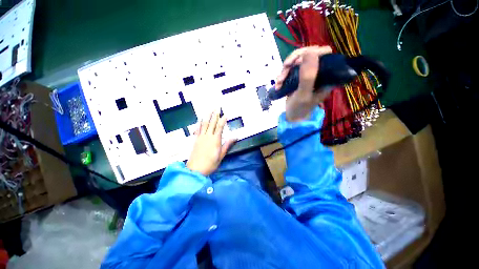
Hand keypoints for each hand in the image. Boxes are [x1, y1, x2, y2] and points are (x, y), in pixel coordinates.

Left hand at [186, 111, 236, 175]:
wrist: (196, 170)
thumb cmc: (211, 164)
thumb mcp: (221, 155)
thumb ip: (227, 145)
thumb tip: (235, 137)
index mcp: (215, 140)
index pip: (220, 127)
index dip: (223, 120)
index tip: (225, 114)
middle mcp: (208, 136)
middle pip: (212, 123)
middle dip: (215, 115)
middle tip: (217, 107)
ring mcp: (201, 137)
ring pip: (204, 124)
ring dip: (207, 116)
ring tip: (209, 110)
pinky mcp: (196, 140)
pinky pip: (198, 129)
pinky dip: (199, 123)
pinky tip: (200, 119)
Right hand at [275, 46, 332, 121]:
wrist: (292, 117)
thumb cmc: (300, 109)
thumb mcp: (304, 94)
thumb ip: (308, 76)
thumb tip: (309, 52)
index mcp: (327, 75)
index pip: (324, 54)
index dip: (310, 53)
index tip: (297, 62)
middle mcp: (319, 72)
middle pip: (308, 54)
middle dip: (293, 61)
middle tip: (284, 69)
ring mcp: (307, 74)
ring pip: (296, 61)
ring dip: (285, 70)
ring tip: (279, 82)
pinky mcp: (298, 77)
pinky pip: (290, 69)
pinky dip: (282, 75)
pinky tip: (278, 84)